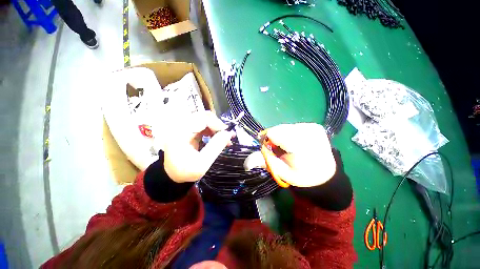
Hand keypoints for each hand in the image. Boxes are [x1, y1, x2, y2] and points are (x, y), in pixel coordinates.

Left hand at [163, 111, 233, 182]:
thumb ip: (216, 147)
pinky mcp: (188, 130)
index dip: (217, 124)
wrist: (172, 175)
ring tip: (225, 138)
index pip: (202, 119)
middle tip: (227, 135)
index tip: (228, 134)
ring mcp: (184, 127)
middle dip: (218, 125)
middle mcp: (180, 126)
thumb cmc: (185, 171)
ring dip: (216, 127)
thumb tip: (229, 133)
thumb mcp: (202, 163)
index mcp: (180, 133)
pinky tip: (217, 138)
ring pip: (204, 120)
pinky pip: (203, 125)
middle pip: (203, 116)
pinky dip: (212, 130)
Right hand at [259, 123, 335, 187]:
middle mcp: (308, 132)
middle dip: (275, 138)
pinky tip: (298, 142)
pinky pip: (294, 126)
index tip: (270, 149)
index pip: (274, 134)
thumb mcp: (282, 172)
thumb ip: (265, 162)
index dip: (267, 141)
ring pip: (285, 127)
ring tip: (290, 147)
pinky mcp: (315, 125)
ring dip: (283, 136)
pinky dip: (291, 134)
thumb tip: (246, 163)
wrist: (326, 173)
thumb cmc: (302, 175)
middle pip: (279, 129)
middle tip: (282, 150)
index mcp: (300, 146)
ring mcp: (313, 127)